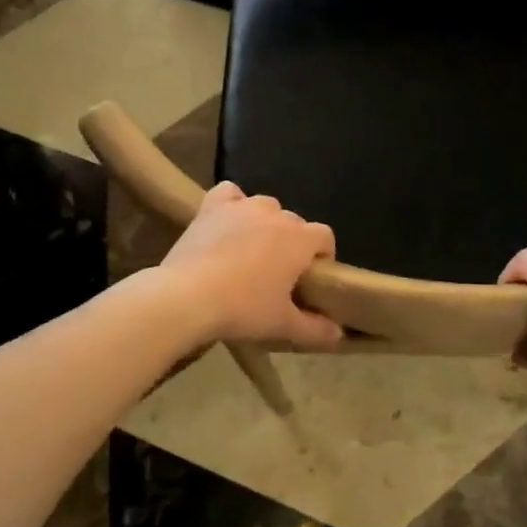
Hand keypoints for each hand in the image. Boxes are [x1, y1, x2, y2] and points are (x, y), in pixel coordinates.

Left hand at [159, 182, 343, 348]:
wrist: (188, 297)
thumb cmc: (243, 309)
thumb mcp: (283, 325)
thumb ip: (316, 329)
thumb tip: (338, 333)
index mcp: (299, 239)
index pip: (325, 236)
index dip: (323, 255)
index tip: (310, 278)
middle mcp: (275, 214)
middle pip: (294, 223)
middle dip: (292, 244)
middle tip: (277, 274)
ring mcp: (242, 206)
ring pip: (265, 207)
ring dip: (265, 224)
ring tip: (251, 251)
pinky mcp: (212, 207)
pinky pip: (230, 193)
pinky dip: (233, 204)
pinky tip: (228, 222)